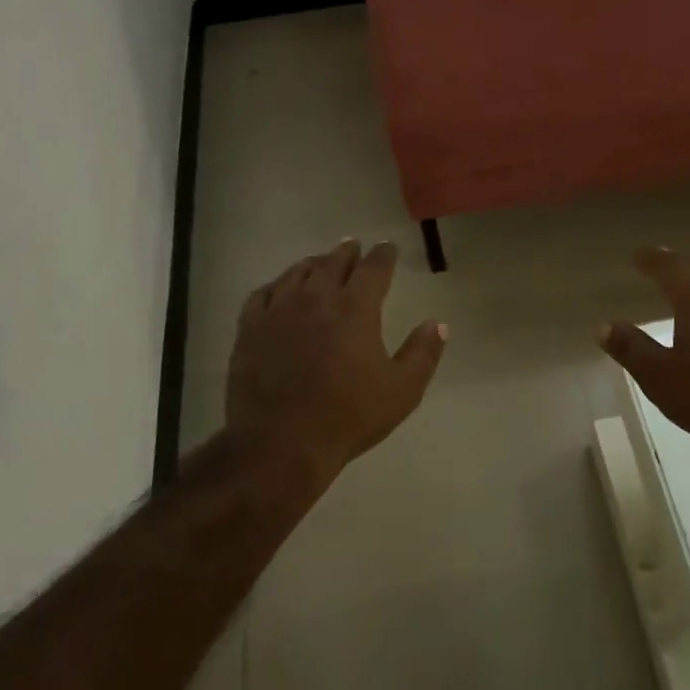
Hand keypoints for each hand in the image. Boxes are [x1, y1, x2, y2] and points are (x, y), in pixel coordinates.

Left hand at [226, 238, 447, 481]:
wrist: (280, 444)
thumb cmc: (347, 417)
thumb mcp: (401, 391)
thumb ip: (423, 353)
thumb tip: (439, 323)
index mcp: (355, 308)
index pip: (374, 268)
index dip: (383, 254)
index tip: (388, 247)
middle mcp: (317, 297)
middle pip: (334, 262)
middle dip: (348, 252)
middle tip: (354, 246)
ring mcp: (279, 310)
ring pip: (298, 272)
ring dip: (314, 263)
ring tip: (321, 261)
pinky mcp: (251, 328)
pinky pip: (264, 293)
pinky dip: (278, 284)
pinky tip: (281, 289)